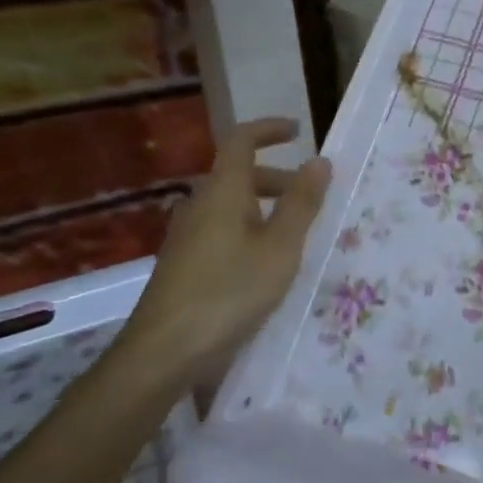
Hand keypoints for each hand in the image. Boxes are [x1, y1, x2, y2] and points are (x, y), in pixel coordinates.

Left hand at [122, 118, 330, 393]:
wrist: (163, 352)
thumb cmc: (229, 292)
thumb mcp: (280, 248)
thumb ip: (302, 204)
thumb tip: (319, 161)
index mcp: (223, 191)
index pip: (241, 140)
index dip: (269, 129)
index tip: (297, 131)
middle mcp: (200, 204)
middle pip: (239, 175)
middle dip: (278, 178)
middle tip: (312, 196)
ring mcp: (187, 235)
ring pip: (231, 205)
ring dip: (265, 207)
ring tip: (296, 234)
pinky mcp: (183, 263)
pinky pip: (222, 230)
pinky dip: (250, 230)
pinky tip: (266, 264)